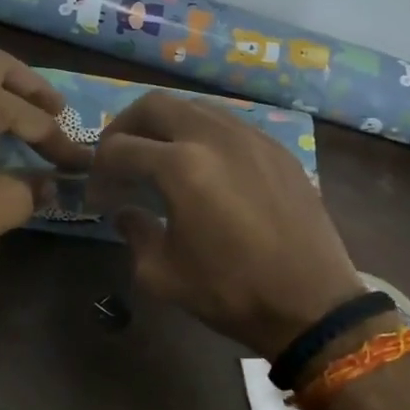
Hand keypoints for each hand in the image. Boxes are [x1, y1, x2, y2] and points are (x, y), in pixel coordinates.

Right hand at [89, 91, 359, 357]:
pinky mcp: (276, 148)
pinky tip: (204, 168)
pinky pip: (228, 123)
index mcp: (180, 167)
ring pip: (193, 107)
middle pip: (153, 106)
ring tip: (158, 159)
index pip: (119, 149)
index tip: (97, 196)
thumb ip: (135, 234)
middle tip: (118, 160)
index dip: (98, 171)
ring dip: (165, 126)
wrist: (312, 303)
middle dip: (125, 128)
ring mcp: (251, 137)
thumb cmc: (231, 292)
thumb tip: (126, 213)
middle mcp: (214, 137)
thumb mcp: (163, 275)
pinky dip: (202, 135)